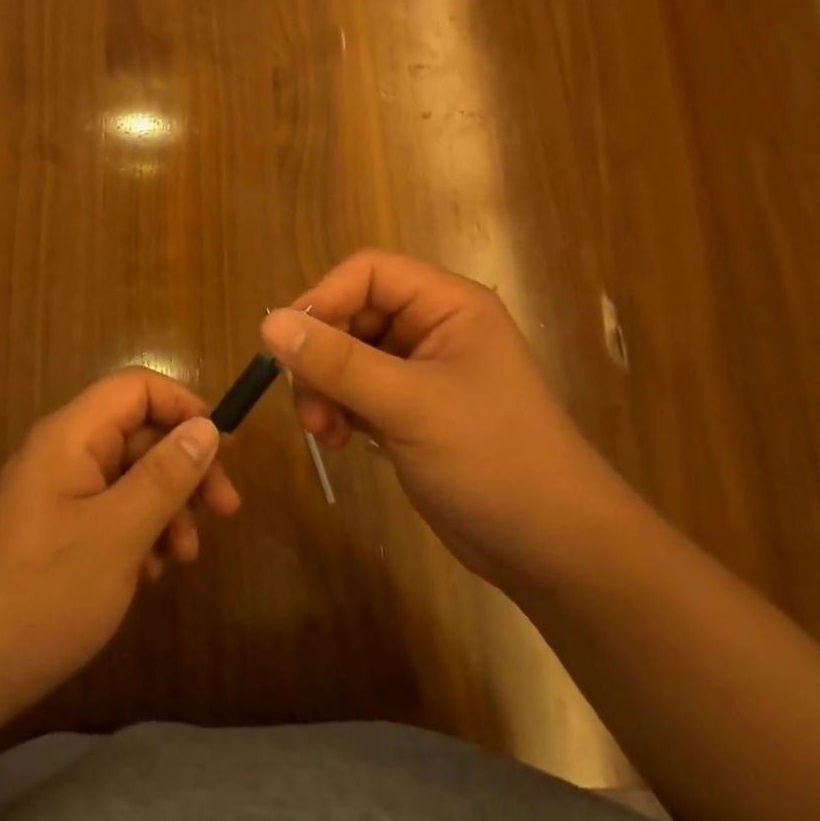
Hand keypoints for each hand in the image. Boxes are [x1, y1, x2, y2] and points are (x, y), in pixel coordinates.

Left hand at [0, 368, 240, 721]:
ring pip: (129, 477)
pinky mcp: (56, 531)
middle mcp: (62, 453)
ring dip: (167, 508)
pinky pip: (110, 512)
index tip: (224, 449)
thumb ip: (166, 475)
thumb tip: (206, 427)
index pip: (137, 388)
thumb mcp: (119, 532)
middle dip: (185, 468)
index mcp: (71, 436)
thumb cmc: (46, 592)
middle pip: (138, 434)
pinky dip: (139, 534)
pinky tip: (150, 575)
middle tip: (226, 511)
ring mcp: (57, 494)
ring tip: (185, 557)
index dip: (184, 406)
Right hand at [259, 250, 634, 586]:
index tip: (289, 344)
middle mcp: (433, 329)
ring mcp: (420, 372)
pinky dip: (338, 410)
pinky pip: (355, 391)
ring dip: (323, 388)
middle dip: (320, 355)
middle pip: (352, 314)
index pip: (368, 273)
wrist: (551, 547)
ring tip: (323, 432)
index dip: (324, 298)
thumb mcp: (409, 405)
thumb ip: (337, 362)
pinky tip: (338, 442)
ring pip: (346, 355)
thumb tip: (268, 322)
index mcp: (448, 306)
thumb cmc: (492, 459)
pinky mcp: (409, 411)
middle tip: (307, 402)